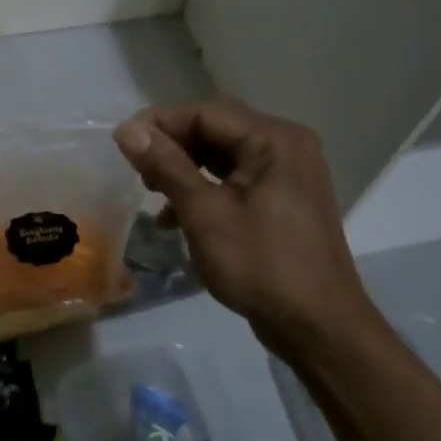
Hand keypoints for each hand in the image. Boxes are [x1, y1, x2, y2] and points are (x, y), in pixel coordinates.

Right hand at [113, 98, 379, 351]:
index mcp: (274, 140)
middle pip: (216, 130)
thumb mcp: (204, 213)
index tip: (121, 144)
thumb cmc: (261, 264)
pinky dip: (205, 190)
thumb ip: (166, 165)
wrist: (318, 327)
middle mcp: (286, 147)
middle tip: (137, 169)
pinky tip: (176, 218)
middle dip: (172, 146)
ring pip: (223, 156)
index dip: (160, 123)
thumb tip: (127, 129)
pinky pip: (236, 181)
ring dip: (185, 170)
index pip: (206, 113)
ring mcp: (288, 175)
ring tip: (152, 192)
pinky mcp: (283, 201)